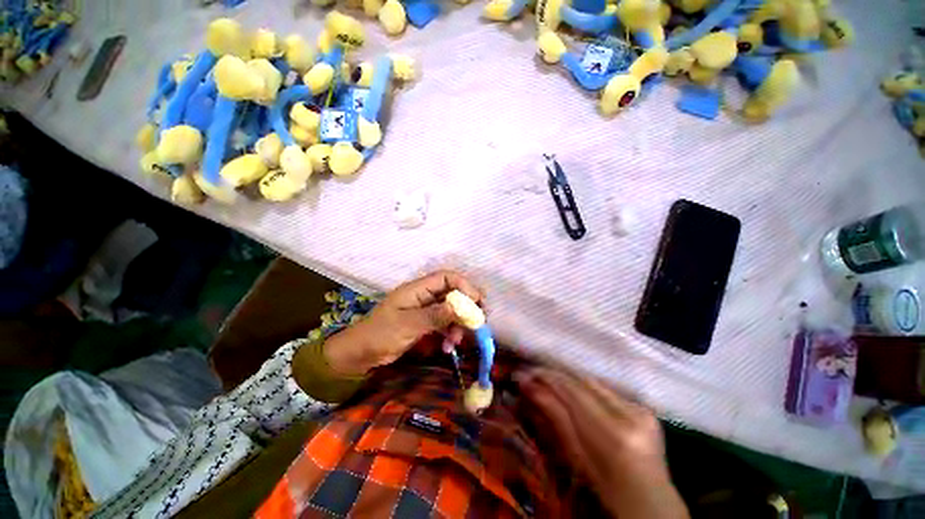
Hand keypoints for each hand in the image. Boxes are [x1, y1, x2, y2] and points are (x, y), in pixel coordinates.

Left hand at [323, 271, 483, 375]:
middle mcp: (424, 296)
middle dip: (466, 306)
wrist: (360, 354)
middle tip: (479, 321)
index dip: (464, 286)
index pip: (447, 278)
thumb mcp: (408, 325)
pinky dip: (449, 333)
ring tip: (457, 341)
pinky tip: (448, 347)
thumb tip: (461, 307)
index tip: (478, 302)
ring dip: (458, 324)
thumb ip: (435, 315)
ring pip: (451, 310)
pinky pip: (444, 323)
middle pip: (452, 293)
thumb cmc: (380, 334)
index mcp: (418, 289)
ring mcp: (425, 310)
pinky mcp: (425, 323)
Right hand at [516, 367, 688, 517]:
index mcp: (611, 434)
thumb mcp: (576, 456)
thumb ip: (555, 416)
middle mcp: (629, 414)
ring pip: (594, 382)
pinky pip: (606, 389)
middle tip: (532, 373)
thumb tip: (529, 386)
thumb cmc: (606, 487)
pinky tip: (573, 389)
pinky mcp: (645, 407)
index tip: (524, 373)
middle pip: (582, 381)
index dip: (546, 377)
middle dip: (555, 375)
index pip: (572, 391)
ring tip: (548, 378)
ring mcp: (640, 409)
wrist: (650, 499)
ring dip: (569, 379)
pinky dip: (586, 387)